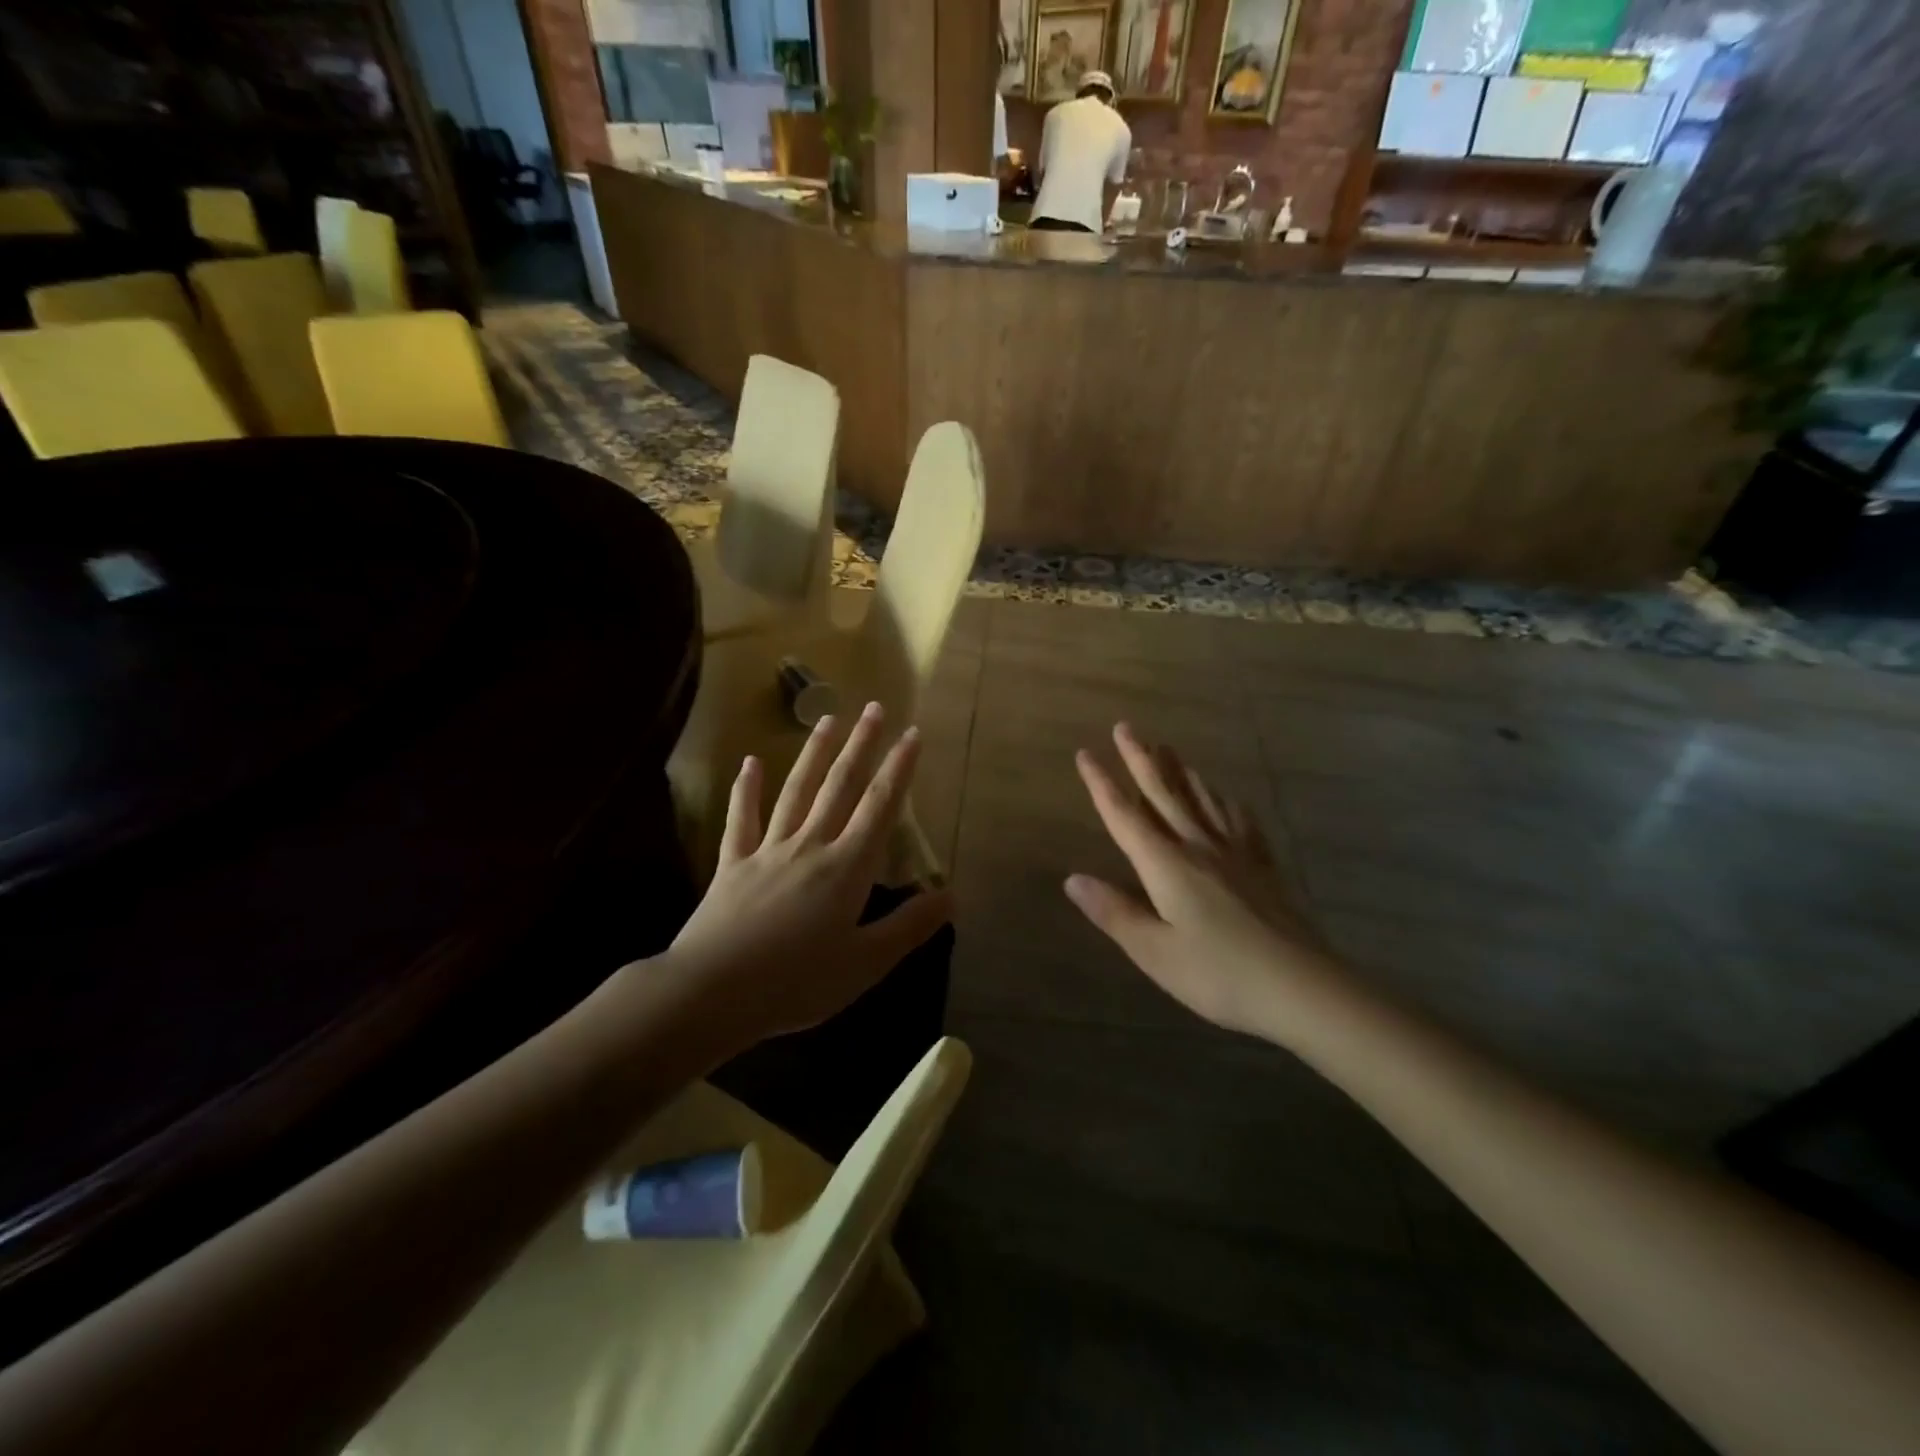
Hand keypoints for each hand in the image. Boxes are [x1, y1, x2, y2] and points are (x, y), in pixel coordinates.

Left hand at [660, 702, 953, 1048]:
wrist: (713, 992)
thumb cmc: (797, 982)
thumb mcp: (866, 963)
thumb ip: (910, 926)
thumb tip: (952, 895)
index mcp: (847, 867)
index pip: (880, 806)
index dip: (899, 769)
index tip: (911, 733)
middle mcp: (811, 846)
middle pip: (840, 786)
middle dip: (860, 745)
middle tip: (873, 707)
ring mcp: (768, 851)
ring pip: (796, 791)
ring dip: (814, 754)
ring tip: (826, 719)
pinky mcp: (732, 865)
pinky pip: (742, 820)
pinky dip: (746, 790)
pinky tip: (750, 763)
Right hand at [1065, 722, 1335, 1040]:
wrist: (1302, 987)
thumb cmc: (1219, 974)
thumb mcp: (1155, 952)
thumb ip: (1115, 912)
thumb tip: (1072, 879)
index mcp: (1166, 865)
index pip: (1124, 816)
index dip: (1102, 784)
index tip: (1086, 753)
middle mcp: (1198, 847)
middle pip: (1164, 794)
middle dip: (1141, 759)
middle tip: (1126, 727)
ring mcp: (1235, 853)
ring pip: (1201, 799)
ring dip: (1180, 771)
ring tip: (1168, 748)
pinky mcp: (1263, 866)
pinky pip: (1239, 821)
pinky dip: (1225, 802)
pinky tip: (1226, 797)